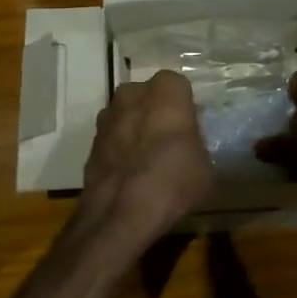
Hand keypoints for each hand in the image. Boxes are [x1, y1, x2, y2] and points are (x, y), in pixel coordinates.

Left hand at [81, 70, 212, 239]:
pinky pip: (112, 137)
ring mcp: (107, 116)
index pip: (178, 86)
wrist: (121, 211)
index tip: (189, 127)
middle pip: (147, 96)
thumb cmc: (173, 180)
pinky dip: (119, 149)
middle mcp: (132, 93)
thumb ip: (193, 141)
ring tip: (146, 159)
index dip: (184, 107)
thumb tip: (185, 142)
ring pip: (126, 115)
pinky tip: (129, 173)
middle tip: (168, 140)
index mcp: (165, 90)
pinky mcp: (91, 141)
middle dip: (155, 112)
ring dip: (134, 129)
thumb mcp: (205, 163)